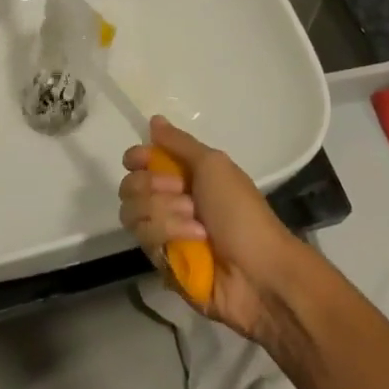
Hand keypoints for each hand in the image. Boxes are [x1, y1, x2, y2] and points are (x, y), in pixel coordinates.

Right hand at [119, 117, 301, 341]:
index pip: (139, 162)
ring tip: (196, 223)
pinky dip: (171, 235)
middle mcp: (168, 202)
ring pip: (133, 214)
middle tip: (183, 193)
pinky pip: (145, 241)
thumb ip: (179, 143)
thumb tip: (154, 120)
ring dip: (166, 214)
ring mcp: (163, 234)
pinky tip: (195, 242)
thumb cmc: (240, 210)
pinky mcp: (161, 262)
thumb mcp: (214, 165)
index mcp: (183, 176)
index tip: (141, 160)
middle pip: (129, 186)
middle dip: (153, 187)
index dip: (136, 159)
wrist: (258, 269)